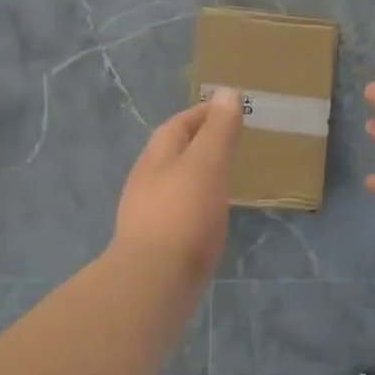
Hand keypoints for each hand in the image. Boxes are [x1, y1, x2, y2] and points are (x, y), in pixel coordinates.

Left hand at [113, 89, 242, 284]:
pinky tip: (209, 216)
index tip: (229, 109)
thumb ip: (218, 131)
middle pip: (171, 152)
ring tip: (223, 178)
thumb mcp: (206, 164)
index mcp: (156, 157)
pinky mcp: (155, 243)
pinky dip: (195, 203)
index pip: (178, 124)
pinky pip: (177, 211)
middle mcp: (145, 181)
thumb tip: (227, 94)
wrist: (153, 280)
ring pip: (173, 183)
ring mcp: (146, 213)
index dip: (203, 113)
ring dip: (195, 174)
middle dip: (198, 143)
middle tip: (229, 142)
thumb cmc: (183, 214)